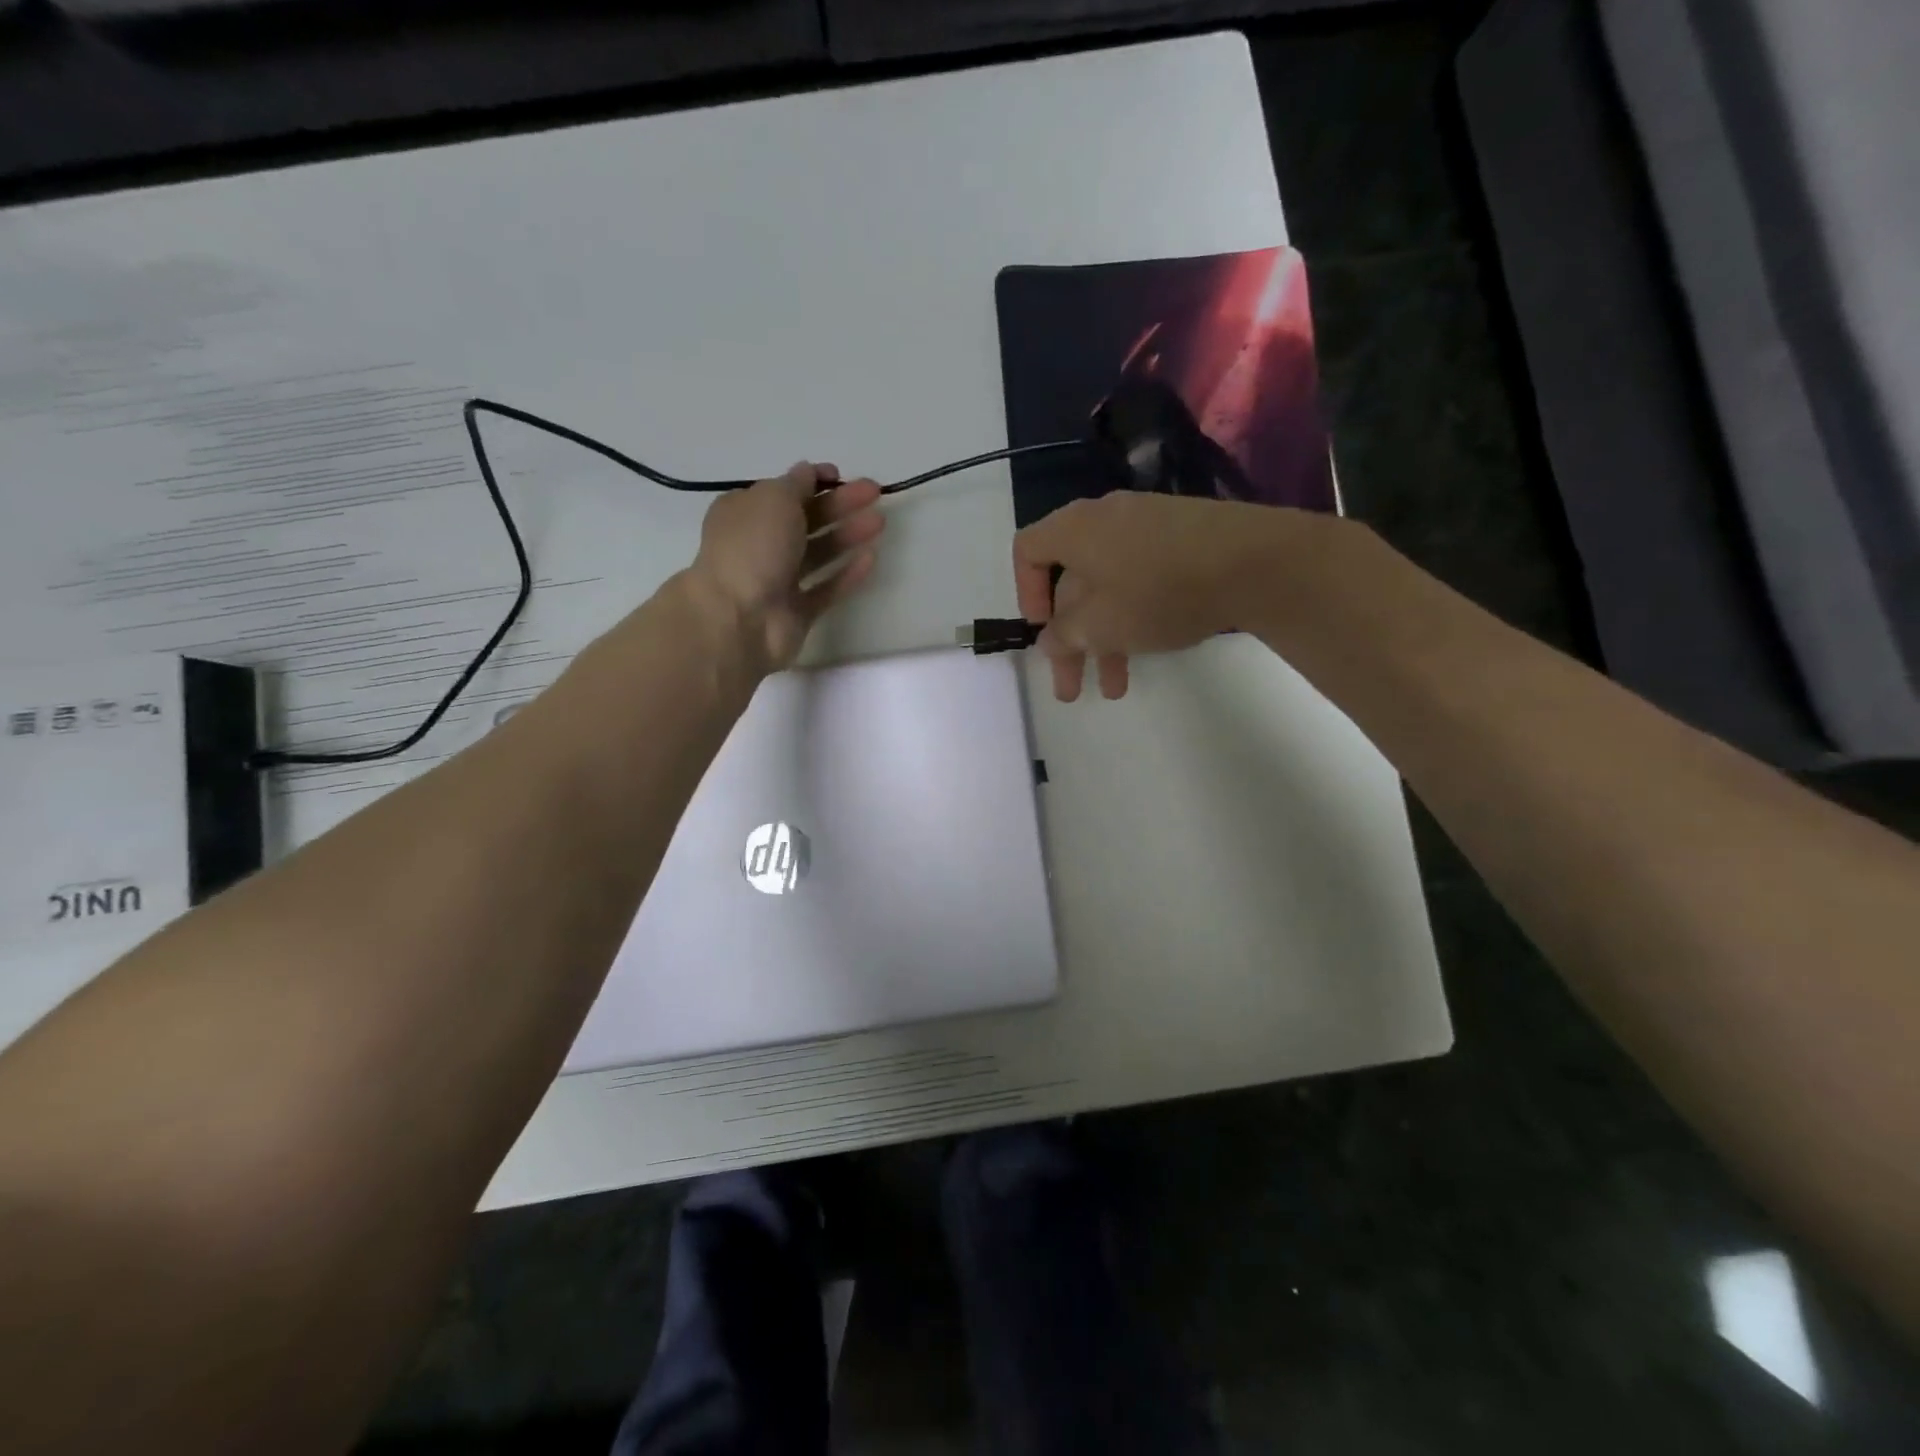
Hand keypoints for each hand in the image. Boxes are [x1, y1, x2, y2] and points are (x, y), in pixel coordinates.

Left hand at [688, 462, 884, 671]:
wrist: (740, 619)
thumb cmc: (752, 548)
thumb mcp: (773, 499)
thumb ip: (796, 483)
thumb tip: (808, 472)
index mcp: (744, 513)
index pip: (782, 491)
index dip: (812, 481)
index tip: (840, 475)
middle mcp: (759, 544)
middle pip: (806, 520)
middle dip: (840, 504)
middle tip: (874, 493)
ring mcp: (778, 581)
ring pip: (818, 553)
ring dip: (848, 535)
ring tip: (879, 522)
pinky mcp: (797, 612)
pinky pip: (826, 589)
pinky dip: (847, 573)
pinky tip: (872, 558)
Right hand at [1013, 492, 1320, 700]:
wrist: (1254, 561)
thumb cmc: (1158, 591)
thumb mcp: (1100, 623)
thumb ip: (1064, 634)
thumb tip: (1051, 638)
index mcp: (1076, 529)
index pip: (1027, 550)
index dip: (1025, 593)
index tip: (1042, 630)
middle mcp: (1106, 520)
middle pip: (1071, 582)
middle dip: (1071, 641)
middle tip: (1072, 689)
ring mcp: (1148, 526)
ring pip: (1109, 588)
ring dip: (1105, 641)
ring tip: (1116, 690)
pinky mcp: (1183, 538)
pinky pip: (1141, 578)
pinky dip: (1134, 616)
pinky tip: (1148, 649)